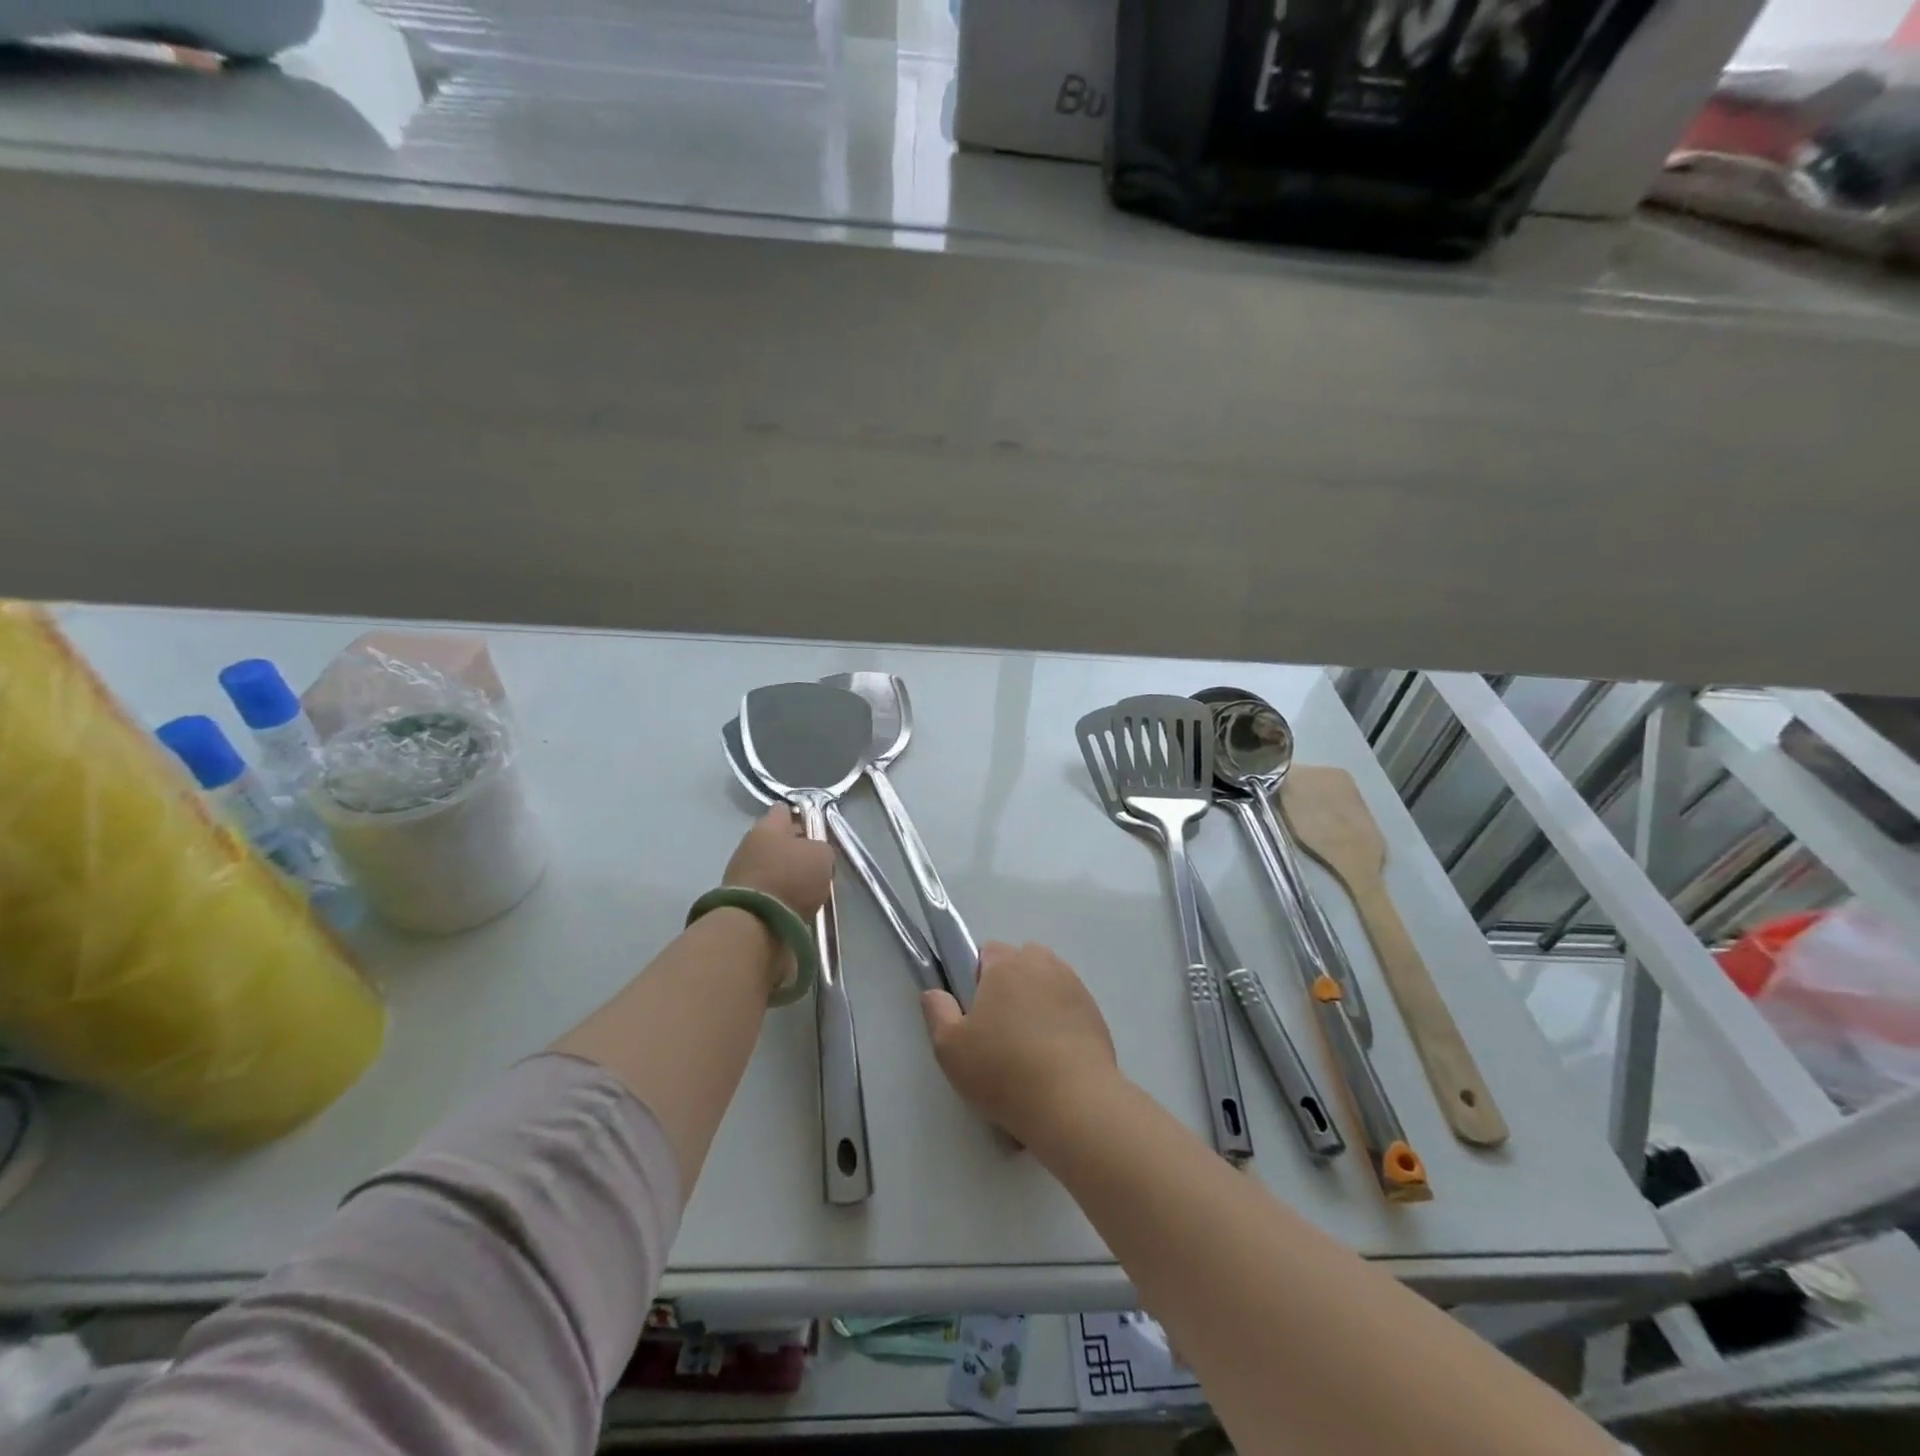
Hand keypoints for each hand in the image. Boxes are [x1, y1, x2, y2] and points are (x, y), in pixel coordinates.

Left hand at [724, 808, 834, 918]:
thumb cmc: (791, 878)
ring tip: (806, 885)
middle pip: (776, 839)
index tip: (814, 826)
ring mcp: (740, 872)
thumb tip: (815, 854)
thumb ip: (821, 848)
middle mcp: (749, 844)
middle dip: (794, 847)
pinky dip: (779, 894)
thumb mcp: (822, 856)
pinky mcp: (740, 900)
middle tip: (815, 859)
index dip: (801, 815)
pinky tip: (793, 902)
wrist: (755, 925)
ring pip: (770, 865)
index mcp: (767, 826)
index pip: (784, 810)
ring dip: (786, 872)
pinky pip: (766, 889)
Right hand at [921, 941, 1118, 1145]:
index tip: (976, 1012)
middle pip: (1021, 961)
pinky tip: (1054, 1056)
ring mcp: (1073, 986)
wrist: (1073, 1102)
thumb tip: (933, 992)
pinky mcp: (1095, 1013)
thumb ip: (938, 1013)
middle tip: (999, 1028)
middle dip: (1010, 985)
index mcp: (1006, 964)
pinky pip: (1069, 1005)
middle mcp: (1042, 964)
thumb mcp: (951, 1048)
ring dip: (1037, 1000)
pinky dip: (1060, 1020)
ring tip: (1029, 1044)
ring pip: (1047, 982)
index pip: (988, 951)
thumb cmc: (1003, 1070)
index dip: (978, 977)